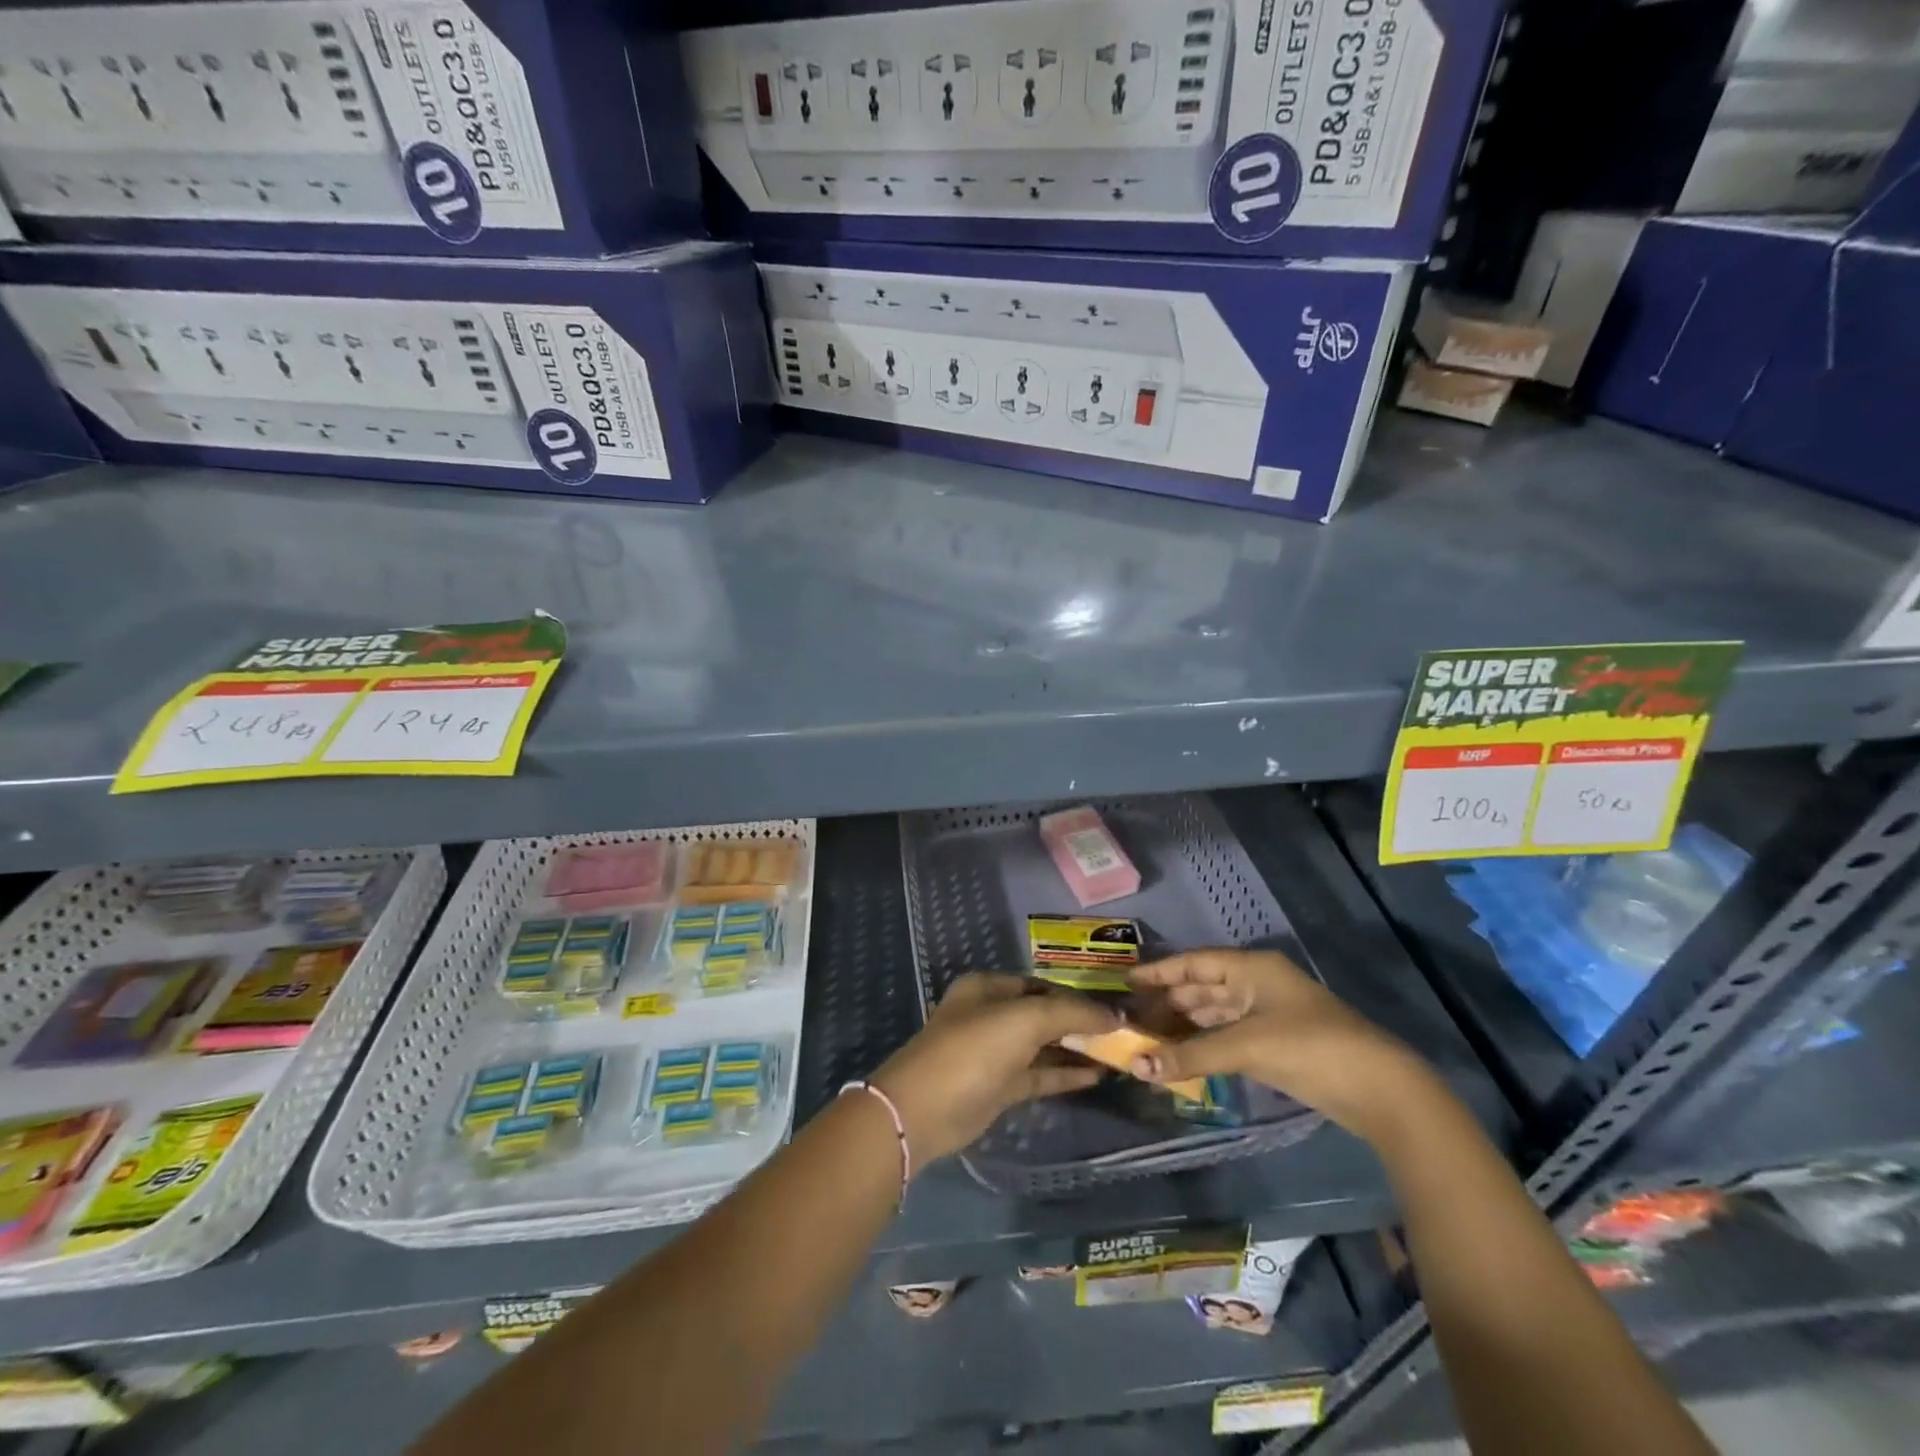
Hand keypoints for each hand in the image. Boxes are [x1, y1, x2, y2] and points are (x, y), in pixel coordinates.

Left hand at [871, 973, 1118, 1166]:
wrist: (924, 1110)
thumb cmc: (973, 1049)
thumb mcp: (1024, 1020)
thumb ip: (1070, 1013)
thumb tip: (1112, 1014)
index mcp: (989, 987)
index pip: (1043, 984)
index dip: (1078, 995)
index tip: (1115, 1008)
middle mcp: (991, 1014)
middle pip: (1044, 1014)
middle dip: (1080, 1023)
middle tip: (1122, 1033)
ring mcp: (995, 1052)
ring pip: (1043, 1046)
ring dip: (1077, 1049)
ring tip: (1119, 1054)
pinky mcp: (999, 1086)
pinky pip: (1039, 1073)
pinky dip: (1065, 1073)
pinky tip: (1097, 1075)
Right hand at [1128, 949, 1424, 1139]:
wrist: (1380, 1090)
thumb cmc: (1310, 1048)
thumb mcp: (1246, 1047)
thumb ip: (1190, 1055)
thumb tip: (1136, 1067)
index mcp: (1252, 968)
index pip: (1194, 963)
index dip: (1159, 972)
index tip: (1126, 982)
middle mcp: (1257, 984)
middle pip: (1201, 987)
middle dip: (1167, 1003)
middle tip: (1130, 1018)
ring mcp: (1267, 1015)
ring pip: (1214, 1013)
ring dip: (1183, 1025)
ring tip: (1147, 1038)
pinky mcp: (1275, 1044)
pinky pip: (1227, 1036)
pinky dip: (1203, 1043)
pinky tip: (1181, 1055)